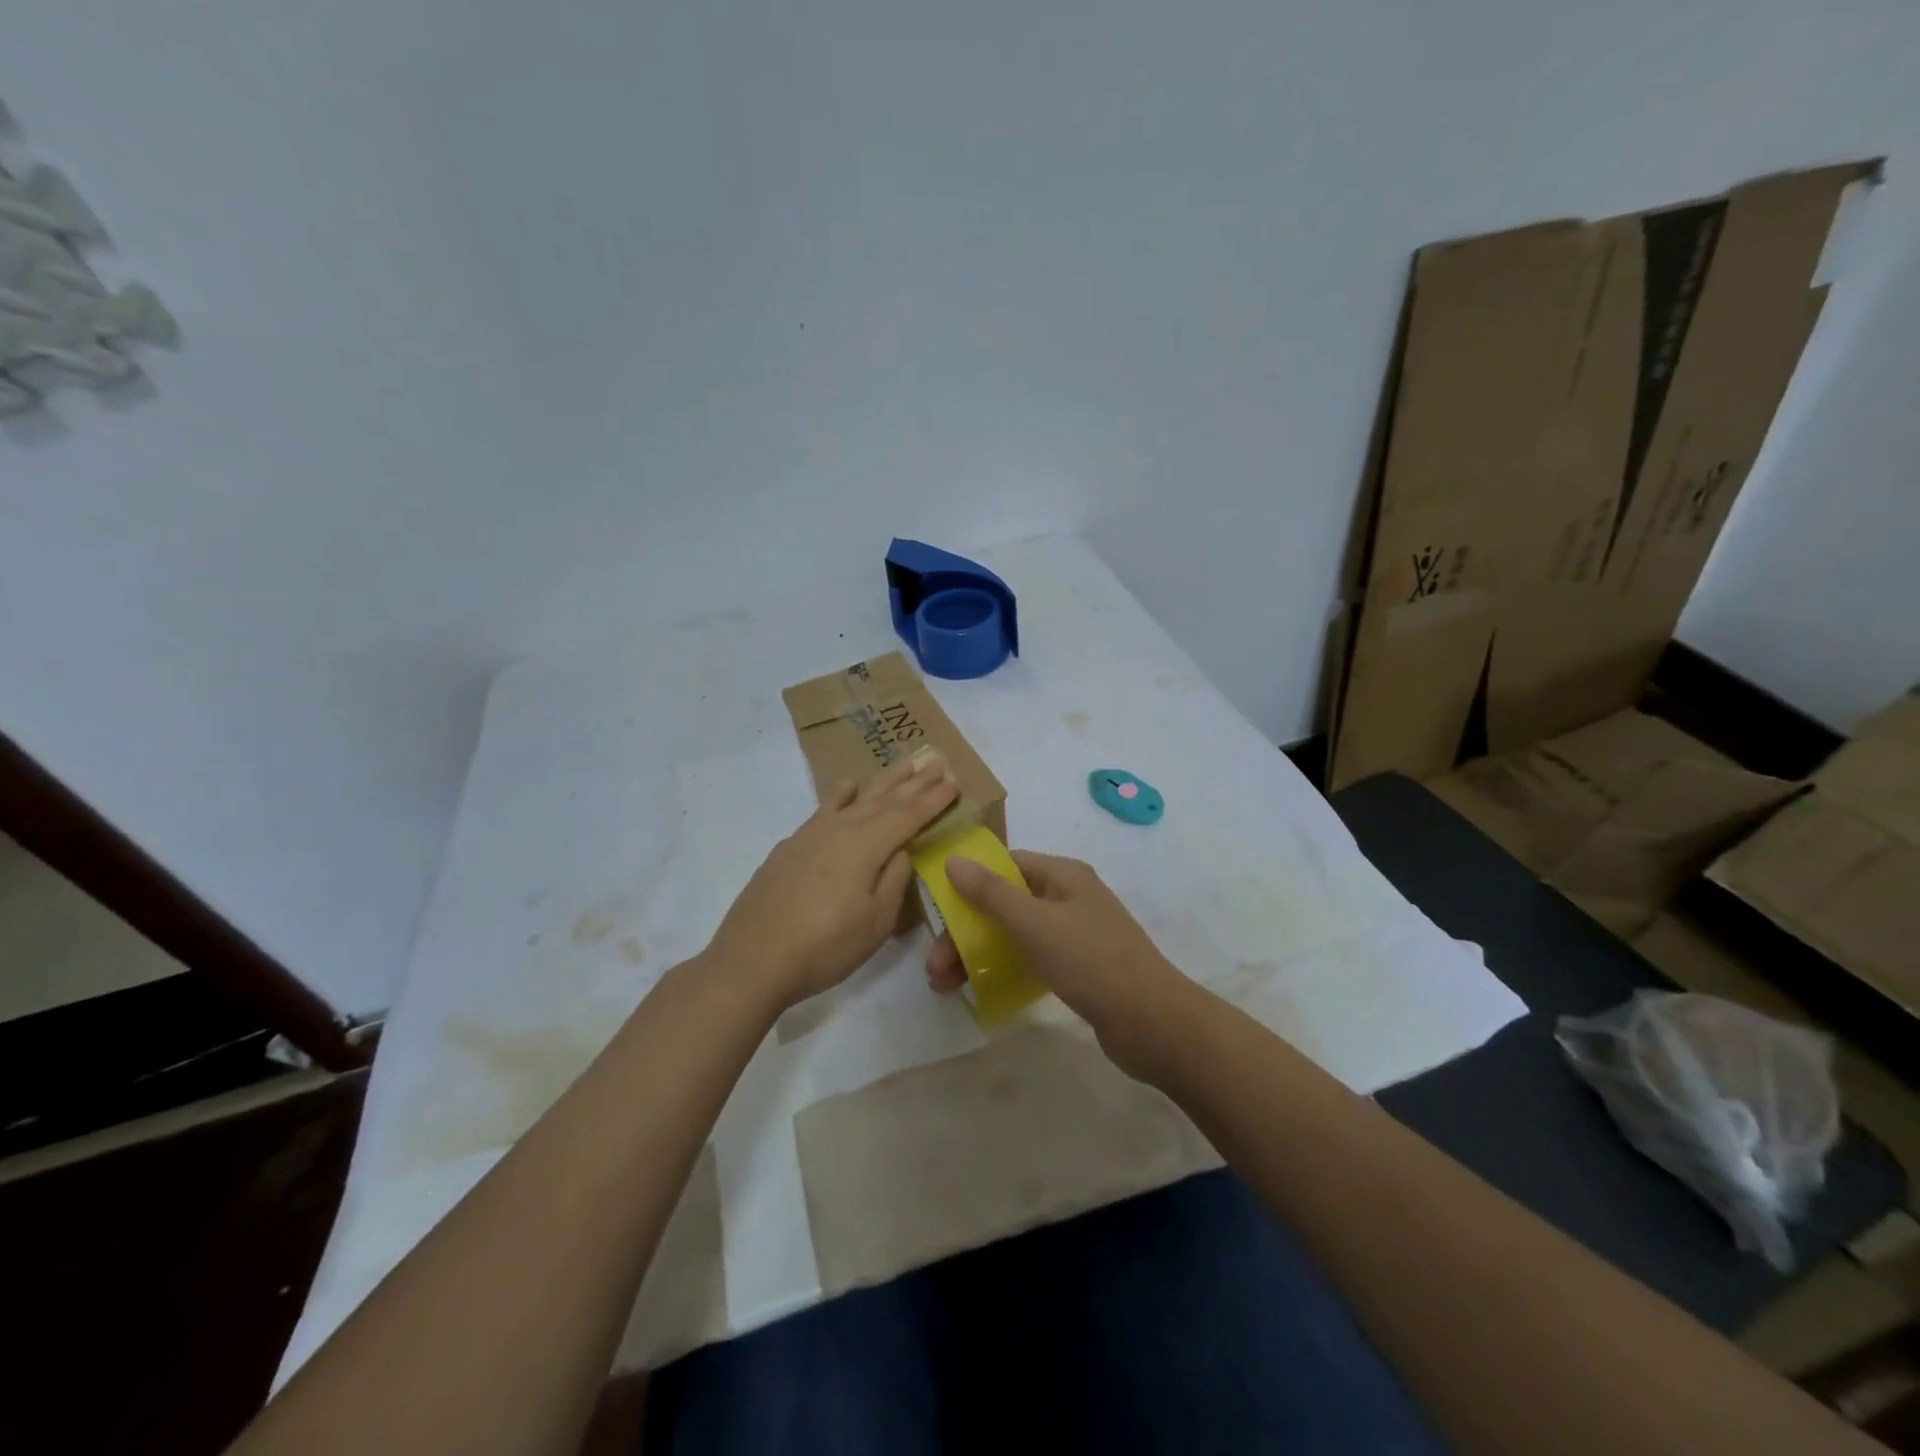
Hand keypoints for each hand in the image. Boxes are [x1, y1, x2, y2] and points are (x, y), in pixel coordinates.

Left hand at [709, 754, 958, 1010]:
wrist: (751, 960)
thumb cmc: (824, 947)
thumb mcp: (876, 922)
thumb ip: (894, 880)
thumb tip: (900, 850)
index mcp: (866, 845)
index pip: (909, 815)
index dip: (934, 799)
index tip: (954, 780)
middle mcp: (840, 829)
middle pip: (884, 799)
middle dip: (914, 781)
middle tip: (936, 760)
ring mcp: (811, 834)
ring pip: (855, 798)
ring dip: (882, 781)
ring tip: (903, 765)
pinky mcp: (790, 846)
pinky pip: (825, 808)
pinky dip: (841, 794)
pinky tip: (847, 786)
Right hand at [926, 850, 1192, 1075]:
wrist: (1153, 1023)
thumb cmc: (1091, 961)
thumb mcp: (1035, 924)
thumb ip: (992, 893)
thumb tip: (953, 859)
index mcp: (1063, 875)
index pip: (1006, 865)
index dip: (969, 883)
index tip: (937, 911)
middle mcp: (1070, 897)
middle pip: (1006, 903)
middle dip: (967, 932)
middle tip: (935, 968)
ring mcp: (1077, 933)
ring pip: (1015, 934)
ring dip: (979, 954)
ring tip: (946, 987)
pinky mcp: (1080, 968)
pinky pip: (1032, 958)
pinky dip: (1005, 969)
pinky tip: (982, 991)